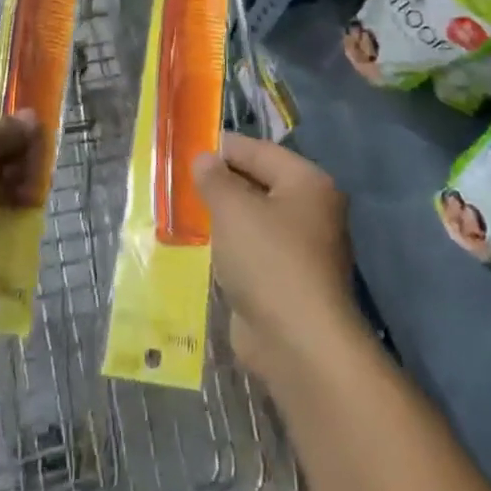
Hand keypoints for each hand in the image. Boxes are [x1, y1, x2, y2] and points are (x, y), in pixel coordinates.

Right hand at [194, 134, 357, 389]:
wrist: (298, 343)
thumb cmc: (268, 260)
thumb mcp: (233, 209)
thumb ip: (214, 179)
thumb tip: (204, 159)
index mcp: (308, 183)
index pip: (259, 151)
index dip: (223, 148)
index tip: (187, 147)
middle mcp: (311, 211)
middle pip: (258, 184)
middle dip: (221, 183)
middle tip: (179, 180)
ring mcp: (301, 250)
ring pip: (253, 221)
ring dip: (222, 218)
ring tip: (182, 210)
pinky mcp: (287, 282)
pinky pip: (252, 252)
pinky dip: (229, 249)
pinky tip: (200, 248)